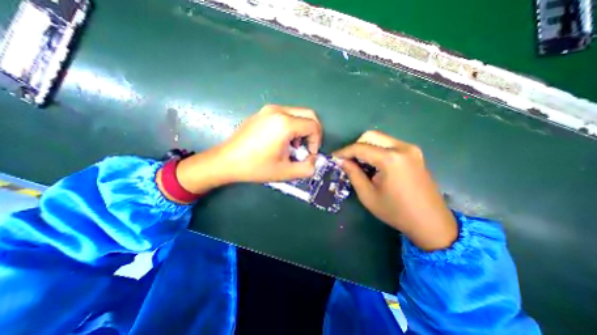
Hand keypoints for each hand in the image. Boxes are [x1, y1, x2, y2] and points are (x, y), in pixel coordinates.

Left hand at [173, 105, 321, 194]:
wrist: (225, 161)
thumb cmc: (255, 167)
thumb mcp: (285, 172)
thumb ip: (307, 168)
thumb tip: (314, 160)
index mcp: (284, 123)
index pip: (313, 126)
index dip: (316, 141)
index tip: (309, 154)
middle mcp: (278, 110)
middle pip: (308, 114)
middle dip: (313, 132)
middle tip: (306, 148)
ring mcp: (268, 109)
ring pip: (297, 114)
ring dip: (302, 129)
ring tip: (293, 146)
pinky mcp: (262, 113)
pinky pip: (285, 114)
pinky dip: (291, 126)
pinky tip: (282, 141)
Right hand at [331, 130, 457, 250]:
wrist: (431, 222)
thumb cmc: (396, 212)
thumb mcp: (368, 195)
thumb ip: (353, 174)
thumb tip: (341, 161)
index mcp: (391, 159)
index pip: (360, 148)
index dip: (344, 151)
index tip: (333, 157)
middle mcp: (402, 148)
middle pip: (371, 136)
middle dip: (355, 146)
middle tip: (347, 160)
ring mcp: (411, 149)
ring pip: (380, 138)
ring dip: (366, 147)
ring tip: (358, 163)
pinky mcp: (414, 153)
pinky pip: (389, 144)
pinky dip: (377, 150)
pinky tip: (373, 164)